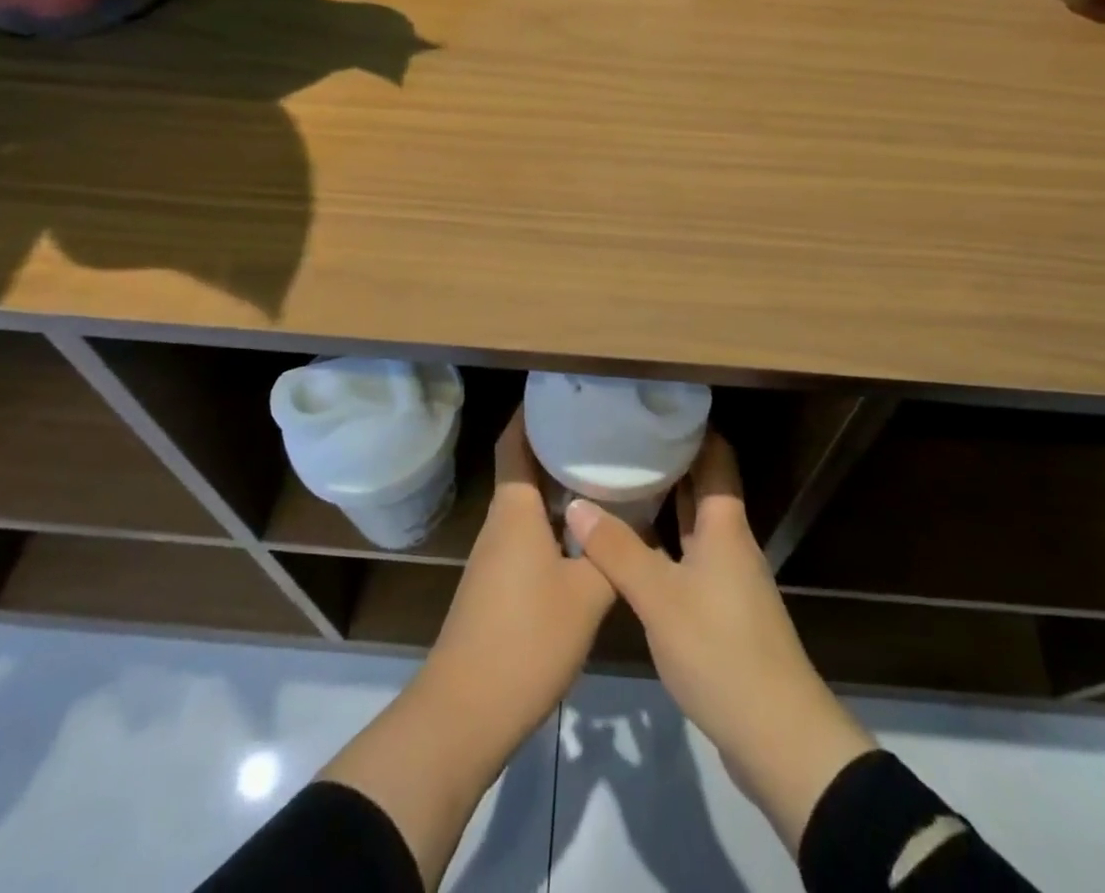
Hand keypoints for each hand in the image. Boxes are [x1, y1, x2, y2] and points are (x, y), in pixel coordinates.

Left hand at [422, 409, 616, 742]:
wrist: (465, 714)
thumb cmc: (526, 640)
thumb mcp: (586, 595)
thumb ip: (614, 553)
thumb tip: (639, 517)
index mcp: (515, 510)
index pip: (515, 442)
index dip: (531, 412)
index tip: (562, 391)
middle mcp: (501, 523)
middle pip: (525, 468)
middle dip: (557, 445)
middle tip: (601, 429)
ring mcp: (496, 556)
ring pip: (530, 504)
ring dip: (559, 486)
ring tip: (603, 471)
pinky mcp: (499, 585)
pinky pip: (529, 534)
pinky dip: (556, 521)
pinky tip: (588, 533)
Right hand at [565, 433, 874, 849]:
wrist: (778, 736)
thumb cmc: (721, 650)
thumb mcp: (660, 597)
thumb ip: (617, 550)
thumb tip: (576, 502)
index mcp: (725, 524)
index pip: (715, 455)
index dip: (691, 426)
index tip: (653, 406)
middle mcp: (730, 540)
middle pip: (703, 485)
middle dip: (669, 459)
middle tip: (623, 438)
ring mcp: (727, 576)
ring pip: (693, 522)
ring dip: (664, 501)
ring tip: (619, 479)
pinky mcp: (721, 609)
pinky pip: (689, 555)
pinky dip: (663, 541)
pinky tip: (631, 545)